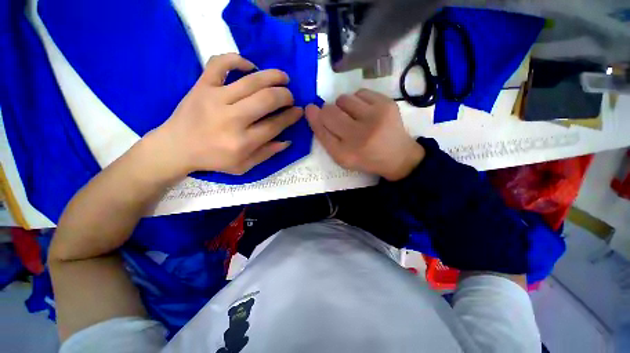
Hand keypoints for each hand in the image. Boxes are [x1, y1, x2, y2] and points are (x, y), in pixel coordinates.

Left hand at [149, 53, 301, 177]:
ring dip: (273, 76)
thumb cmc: (213, 159)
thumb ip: (267, 154)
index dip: (291, 116)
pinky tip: (250, 66)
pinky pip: (219, 63)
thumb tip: (287, 141)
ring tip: (283, 78)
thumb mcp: (244, 166)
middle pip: (267, 100)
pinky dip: (237, 59)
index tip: (299, 111)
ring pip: (251, 80)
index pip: (275, 125)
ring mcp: (215, 99)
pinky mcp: (201, 86)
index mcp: (243, 142)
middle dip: (285, 96)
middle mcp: (232, 119)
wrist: (176, 147)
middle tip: (290, 97)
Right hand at [305, 89, 424, 180]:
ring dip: (344, 106)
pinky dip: (358, 101)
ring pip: (344, 99)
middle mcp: (359, 137)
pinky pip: (360, 92)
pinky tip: (366, 112)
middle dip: (328, 111)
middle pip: (329, 111)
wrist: (398, 156)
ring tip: (354, 116)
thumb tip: (312, 110)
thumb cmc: (365, 158)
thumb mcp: (342, 156)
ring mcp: (375, 119)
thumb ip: (325, 137)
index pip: (321, 130)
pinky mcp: (387, 105)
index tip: (310, 109)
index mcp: (345, 154)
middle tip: (338, 118)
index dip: (314, 117)